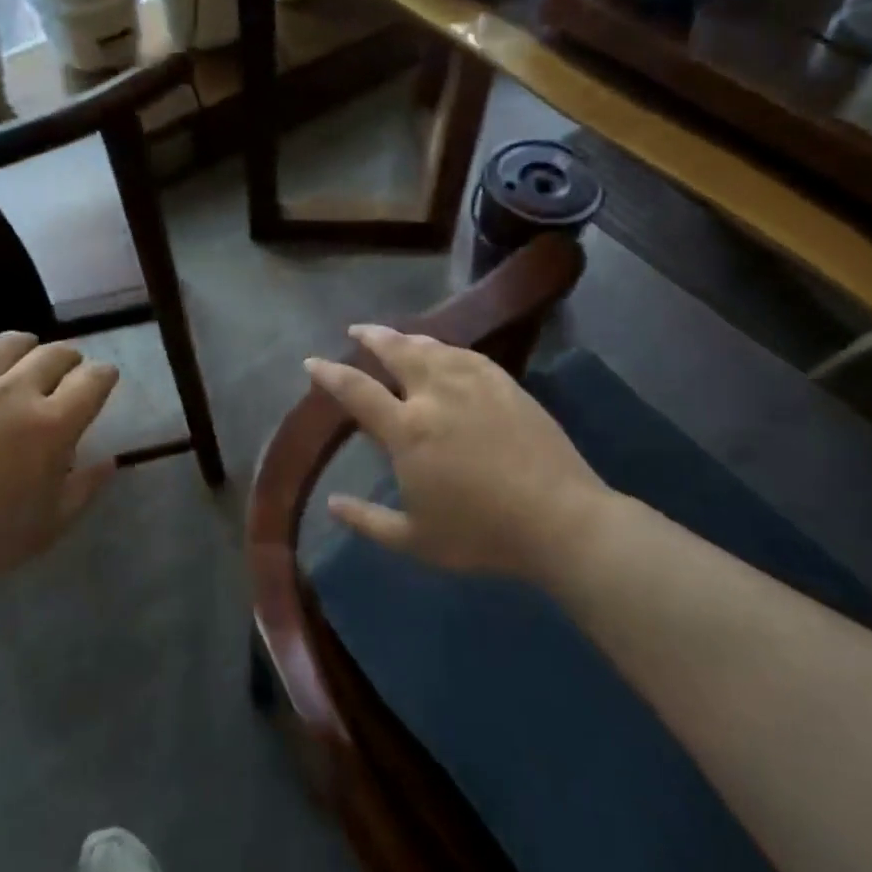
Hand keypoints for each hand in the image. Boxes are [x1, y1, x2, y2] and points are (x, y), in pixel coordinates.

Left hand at [0, 332, 118, 592]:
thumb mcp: (48, 527)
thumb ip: (85, 489)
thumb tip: (110, 461)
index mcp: (53, 426)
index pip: (93, 381)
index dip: (105, 376)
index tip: (104, 379)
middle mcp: (17, 391)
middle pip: (56, 354)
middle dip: (71, 359)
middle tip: (69, 371)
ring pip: (12, 342)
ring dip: (30, 346)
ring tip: (28, 355)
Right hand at [305, 324, 617, 580]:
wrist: (559, 520)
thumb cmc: (481, 534)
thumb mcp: (415, 540)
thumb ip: (368, 521)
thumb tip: (332, 504)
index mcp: (407, 430)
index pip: (357, 390)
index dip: (330, 374)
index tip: (312, 362)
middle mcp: (436, 395)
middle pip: (397, 351)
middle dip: (371, 337)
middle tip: (356, 330)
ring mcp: (474, 384)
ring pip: (433, 348)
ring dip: (408, 338)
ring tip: (397, 337)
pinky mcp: (506, 385)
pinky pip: (468, 355)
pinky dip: (447, 348)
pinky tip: (445, 351)